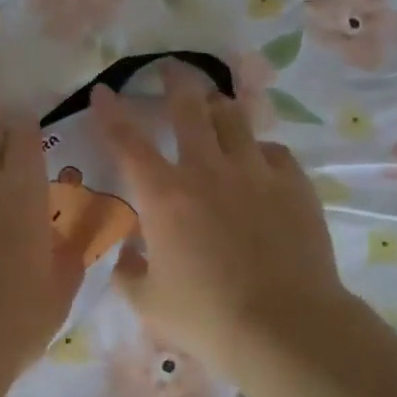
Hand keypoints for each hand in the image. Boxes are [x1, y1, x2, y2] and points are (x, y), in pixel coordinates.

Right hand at [91, 68, 348, 379]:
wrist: (284, 326)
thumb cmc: (207, 318)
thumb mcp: (149, 302)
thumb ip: (128, 273)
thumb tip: (126, 255)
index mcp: (164, 196)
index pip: (127, 141)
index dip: (111, 112)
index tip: (102, 91)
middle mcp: (208, 170)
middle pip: (189, 107)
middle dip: (175, 81)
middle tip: (170, 70)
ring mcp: (255, 172)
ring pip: (234, 118)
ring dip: (218, 107)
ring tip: (214, 108)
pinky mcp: (294, 184)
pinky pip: (273, 151)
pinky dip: (258, 151)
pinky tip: (258, 164)